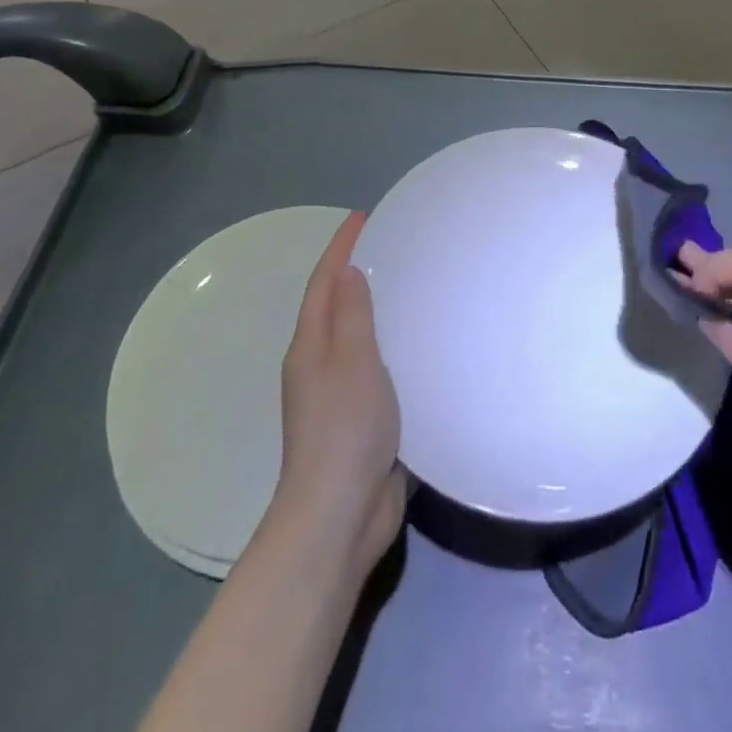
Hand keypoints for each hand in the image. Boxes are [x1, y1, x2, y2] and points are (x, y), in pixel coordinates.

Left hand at [271, 212, 406, 579]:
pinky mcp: (362, 419)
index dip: (341, 247)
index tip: (363, 216)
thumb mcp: (352, 362)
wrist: (339, 515)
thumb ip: (352, 315)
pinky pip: (377, 366)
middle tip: (393, 243)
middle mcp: (319, 365)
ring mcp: (339, 394)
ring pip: (357, 336)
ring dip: (376, 307)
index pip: (324, 282)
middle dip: (356, 271)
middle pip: (335, 305)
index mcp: (310, 347)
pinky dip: (392, 343)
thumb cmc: (344, 429)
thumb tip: (348, 270)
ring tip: (411, 283)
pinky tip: (420, 343)